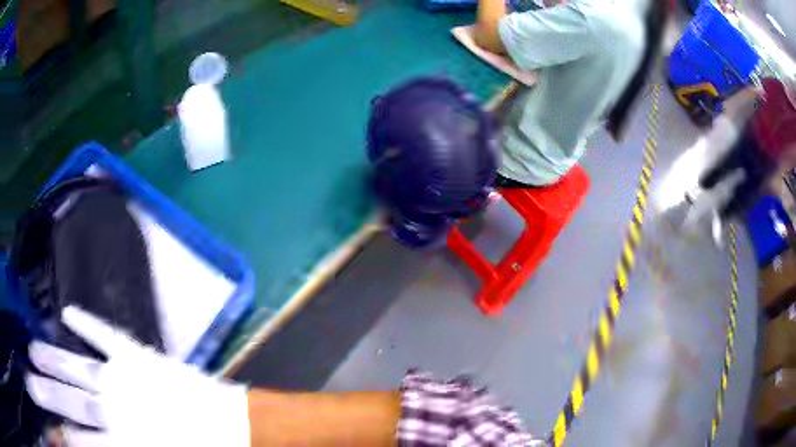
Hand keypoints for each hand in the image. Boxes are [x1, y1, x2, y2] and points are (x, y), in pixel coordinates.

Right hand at [26, 306, 249, 446]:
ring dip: (49, 357)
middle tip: (28, 379)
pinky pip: (105, 333)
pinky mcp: (139, 355)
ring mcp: (123, 377)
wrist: (237, 428)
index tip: (54, 430)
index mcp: (121, 443)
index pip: (76, 440)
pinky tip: (67, 311)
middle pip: (64, 399)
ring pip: (74, 364)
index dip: (62, 436)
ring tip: (31, 349)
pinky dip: (85, 323)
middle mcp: (112, 408)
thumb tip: (87, 446)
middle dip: (41, 390)